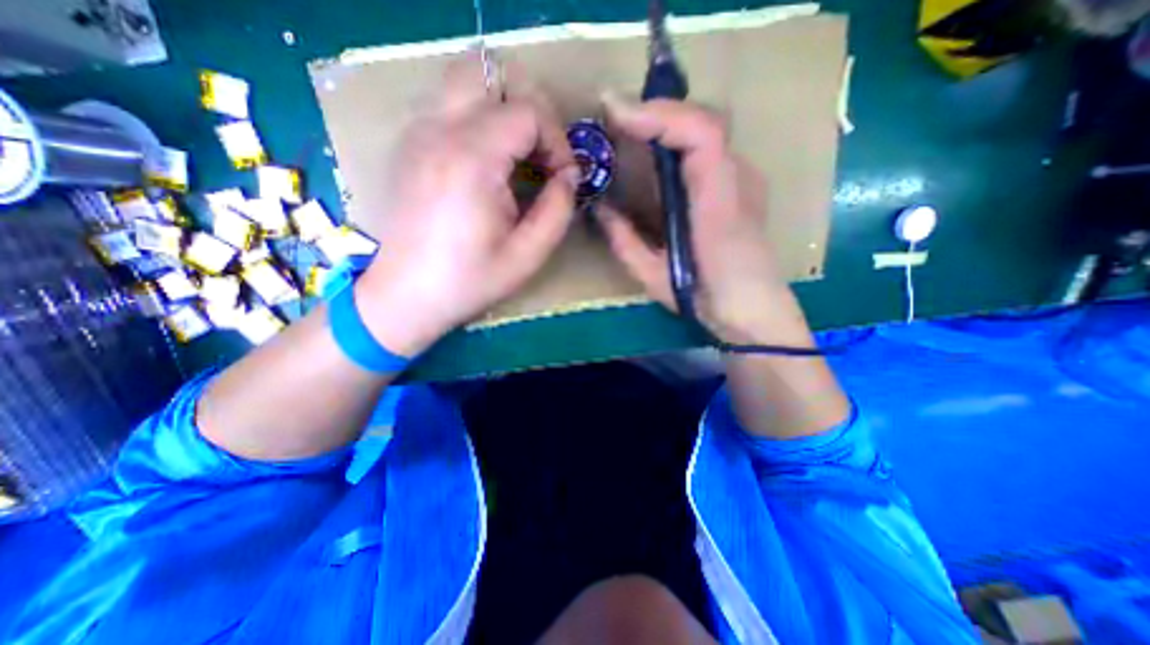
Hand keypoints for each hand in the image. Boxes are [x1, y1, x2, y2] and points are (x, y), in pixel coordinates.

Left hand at [355, 56, 579, 353]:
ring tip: (515, 158)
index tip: (562, 178)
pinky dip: (477, 122)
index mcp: (472, 159)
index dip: (557, 141)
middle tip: (540, 156)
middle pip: (491, 75)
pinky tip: (485, 166)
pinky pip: (449, 107)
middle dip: (529, 112)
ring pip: (465, 83)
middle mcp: (439, 131)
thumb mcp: (528, 255)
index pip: (528, 111)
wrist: (406, 294)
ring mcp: (417, 133)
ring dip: (501, 112)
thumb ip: (558, 210)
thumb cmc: (469, 281)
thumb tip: (570, 177)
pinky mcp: (409, 145)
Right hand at [597, 94, 800, 345]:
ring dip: (665, 121)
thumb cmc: (705, 297)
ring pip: (705, 129)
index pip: (700, 134)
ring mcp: (742, 177)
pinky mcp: (737, 184)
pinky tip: (654, 147)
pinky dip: (677, 137)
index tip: (615, 114)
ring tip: (627, 125)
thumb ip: (625, 242)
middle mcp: (737, 179)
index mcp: (718, 203)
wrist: (752, 308)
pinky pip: (707, 147)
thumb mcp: (655, 275)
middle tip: (613, 115)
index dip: (658, 116)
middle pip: (701, 121)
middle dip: (654, 111)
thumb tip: (600, 210)